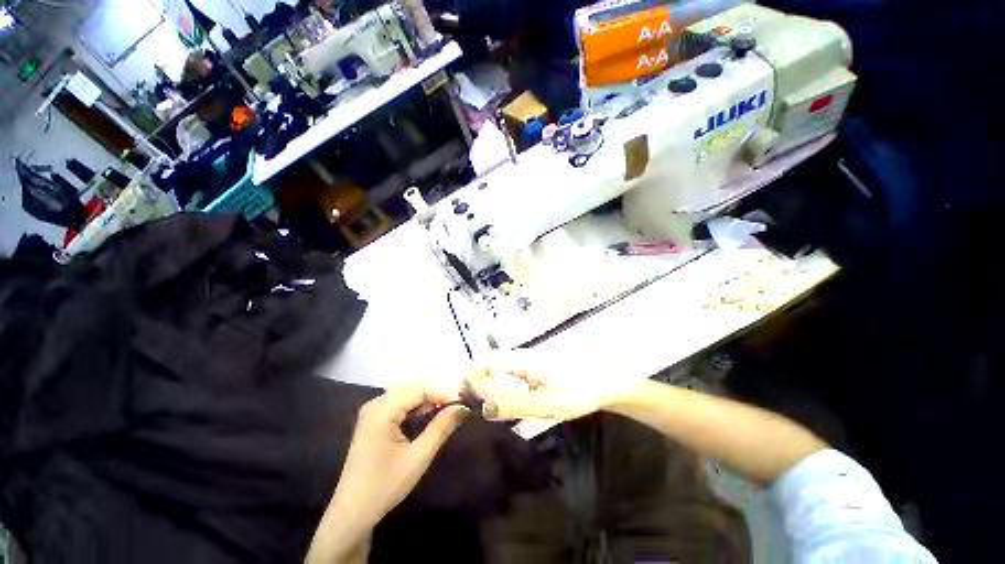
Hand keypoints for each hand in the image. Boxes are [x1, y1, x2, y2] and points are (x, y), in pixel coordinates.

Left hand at [306, 380, 468, 563]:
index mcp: (382, 409)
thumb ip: (441, 428)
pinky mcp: (377, 419)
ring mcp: (376, 410)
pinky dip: (421, 407)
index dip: (445, 391)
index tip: (467, 398)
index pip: (420, 388)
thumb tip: (464, 407)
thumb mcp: (418, 458)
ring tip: (454, 407)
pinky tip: (434, 413)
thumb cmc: (384, 487)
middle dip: (440, 393)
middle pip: (415, 388)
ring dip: (432, 399)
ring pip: (411, 394)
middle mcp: (377, 403)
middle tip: (463, 402)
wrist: (351, 513)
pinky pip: (404, 404)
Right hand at [467, 350, 632, 421]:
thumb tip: (483, 407)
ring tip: (470, 400)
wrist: (603, 381)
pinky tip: (496, 397)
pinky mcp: (532, 367)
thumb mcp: (547, 402)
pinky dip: (496, 382)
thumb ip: (515, 404)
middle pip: (487, 363)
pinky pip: (507, 372)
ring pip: (496, 367)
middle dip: (470, 379)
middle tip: (458, 401)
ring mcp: (526, 360)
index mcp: (519, 360)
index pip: (483, 363)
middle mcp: (519, 356)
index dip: (466, 377)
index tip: (453, 394)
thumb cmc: (576, 391)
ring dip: (482, 381)